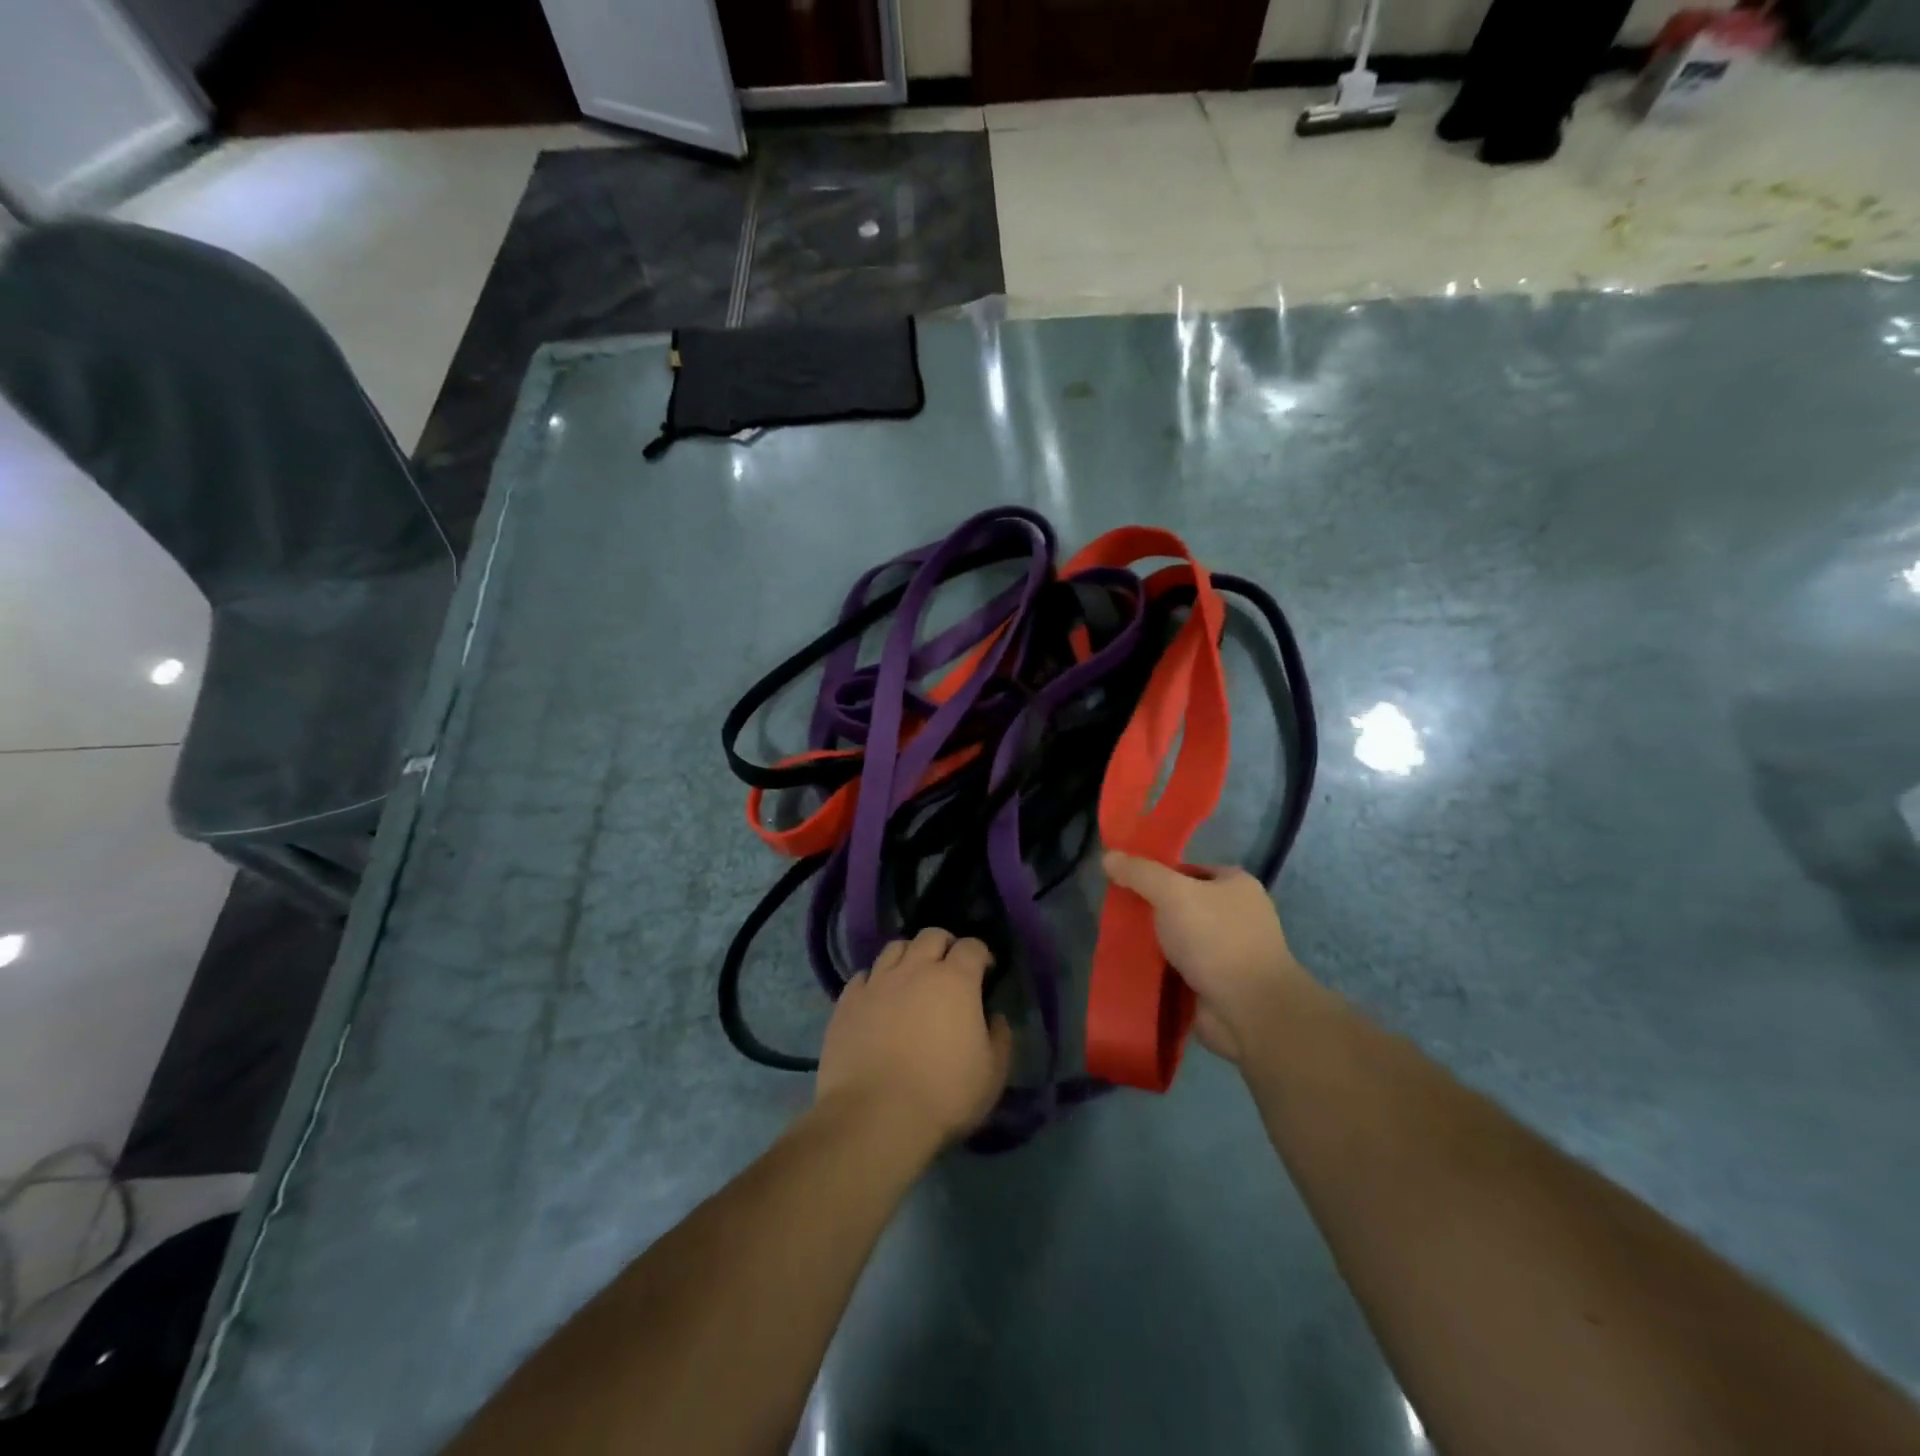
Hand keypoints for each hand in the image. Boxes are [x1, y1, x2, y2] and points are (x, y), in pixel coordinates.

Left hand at [815, 928, 1013, 1146]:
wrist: (875, 1116)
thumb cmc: (944, 1095)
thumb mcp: (992, 1074)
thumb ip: (1000, 1037)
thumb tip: (994, 1017)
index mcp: (955, 980)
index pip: (972, 946)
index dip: (982, 955)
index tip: (986, 972)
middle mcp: (915, 969)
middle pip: (931, 935)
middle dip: (945, 945)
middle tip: (949, 968)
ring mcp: (877, 982)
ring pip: (894, 948)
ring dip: (909, 956)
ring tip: (912, 978)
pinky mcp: (848, 1002)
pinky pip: (863, 976)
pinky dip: (875, 981)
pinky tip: (879, 999)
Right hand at [1102, 852, 1316, 1062]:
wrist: (1249, 1011)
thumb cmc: (1216, 939)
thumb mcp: (1172, 893)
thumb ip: (1140, 873)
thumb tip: (1108, 856)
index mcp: (1236, 885)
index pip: (1187, 870)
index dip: (1156, 874)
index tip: (1125, 883)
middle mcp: (1235, 915)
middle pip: (1180, 904)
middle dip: (1151, 911)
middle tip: (1117, 913)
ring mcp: (1227, 952)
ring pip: (1177, 938)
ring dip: (1152, 942)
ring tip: (1118, 940)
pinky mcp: (1215, 984)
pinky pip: (1178, 969)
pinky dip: (1158, 970)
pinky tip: (1132, 967)